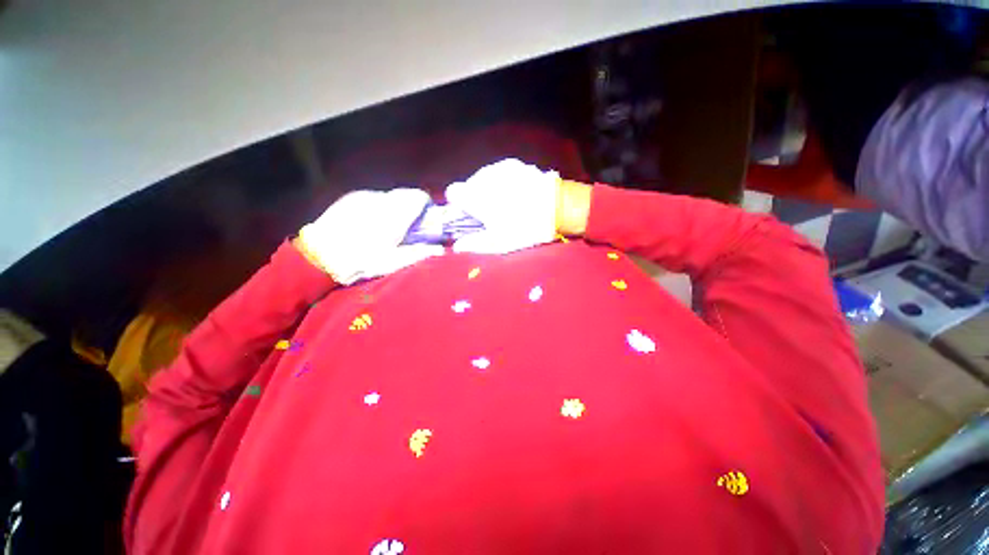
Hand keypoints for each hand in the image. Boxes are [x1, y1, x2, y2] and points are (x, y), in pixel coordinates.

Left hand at [297, 188, 443, 284]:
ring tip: (386, 226)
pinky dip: (378, 206)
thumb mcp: (395, 262)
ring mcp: (364, 196)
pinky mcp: (351, 197)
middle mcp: (381, 199)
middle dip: (411, 207)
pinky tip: (369, 222)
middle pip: (405, 194)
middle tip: (407, 226)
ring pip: (389, 195)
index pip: (419, 197)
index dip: (426, 207)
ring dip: (394, 207)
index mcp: (395, 215)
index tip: (425, 220)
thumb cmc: (362, 261)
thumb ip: (421, 252)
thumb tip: (441, 249)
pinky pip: (373, 197)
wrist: (319, 257)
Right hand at [444, 159, 560, 254]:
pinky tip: (516, 193)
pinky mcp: (515, 164)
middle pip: (469, 185)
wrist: (559, 208)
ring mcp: (500, 168)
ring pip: (485, 178)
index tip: (469, 214)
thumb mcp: (499, 243)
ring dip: (489, 189)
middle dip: (476, 198)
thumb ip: (475, 244)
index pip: (453, 192)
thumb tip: (456, 247)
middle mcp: (484, 177)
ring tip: (506, 203)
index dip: (459, 204)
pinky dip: (502, 182)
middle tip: (491, 213)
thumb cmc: (525, 228)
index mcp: (475, 196)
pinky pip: (500, 173)